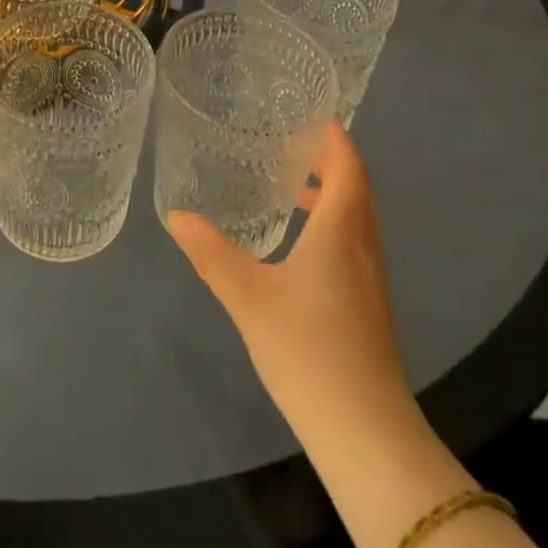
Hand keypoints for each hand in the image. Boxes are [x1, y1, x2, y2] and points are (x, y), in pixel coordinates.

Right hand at [167, 121, 418, 447]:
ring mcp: (371, 281)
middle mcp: (363, 247)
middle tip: (294, 142)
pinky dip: (334, 224)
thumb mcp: (249, 298)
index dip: (335, 137)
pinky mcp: (369, 308)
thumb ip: (212, 254)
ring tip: (293, 186)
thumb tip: (177, 215)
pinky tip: (301, 245)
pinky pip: (356, 244)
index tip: (313, 113)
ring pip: (359, 219)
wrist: (367, 435)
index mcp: (341, 232)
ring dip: (334, 194)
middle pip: (358, 189)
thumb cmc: (310, 352)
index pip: (349, 167)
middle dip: (332, 160)